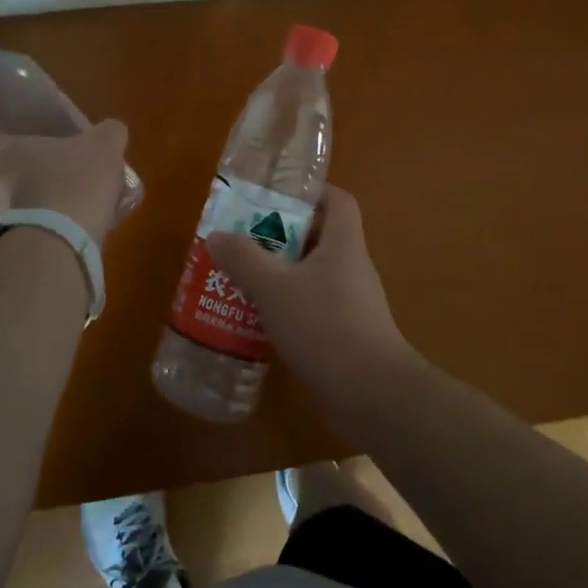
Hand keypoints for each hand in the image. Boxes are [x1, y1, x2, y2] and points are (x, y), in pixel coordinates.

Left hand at [0, 120, 129, 244]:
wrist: (60, 240)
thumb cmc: (74, 179)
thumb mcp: (104, 146)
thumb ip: (108, 133)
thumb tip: (110, 130)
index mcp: (2, 153)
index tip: (8, 154)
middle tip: (25, 184)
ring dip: (11, 213)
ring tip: (41, 215)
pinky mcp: (3, 251)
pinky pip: (8, 240)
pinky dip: (23, 238)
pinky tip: (50, 238)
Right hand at [206, 186, 418, 424]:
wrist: (371, 395)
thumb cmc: (325, 325)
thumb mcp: (274, 288)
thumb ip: (244, 259)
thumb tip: (216, 235)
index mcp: (343, 243)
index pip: (337, 200)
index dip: (310, 192)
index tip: (275, 197)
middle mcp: (352, 267)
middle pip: (319, 236)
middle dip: (281, 235)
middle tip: (244, 239)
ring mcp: (352, 303)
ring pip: (312, 275)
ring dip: (281, 274)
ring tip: (242, 278)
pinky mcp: (346, 335)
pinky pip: (313, 307)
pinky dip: (288, 307)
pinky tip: (259, 320)